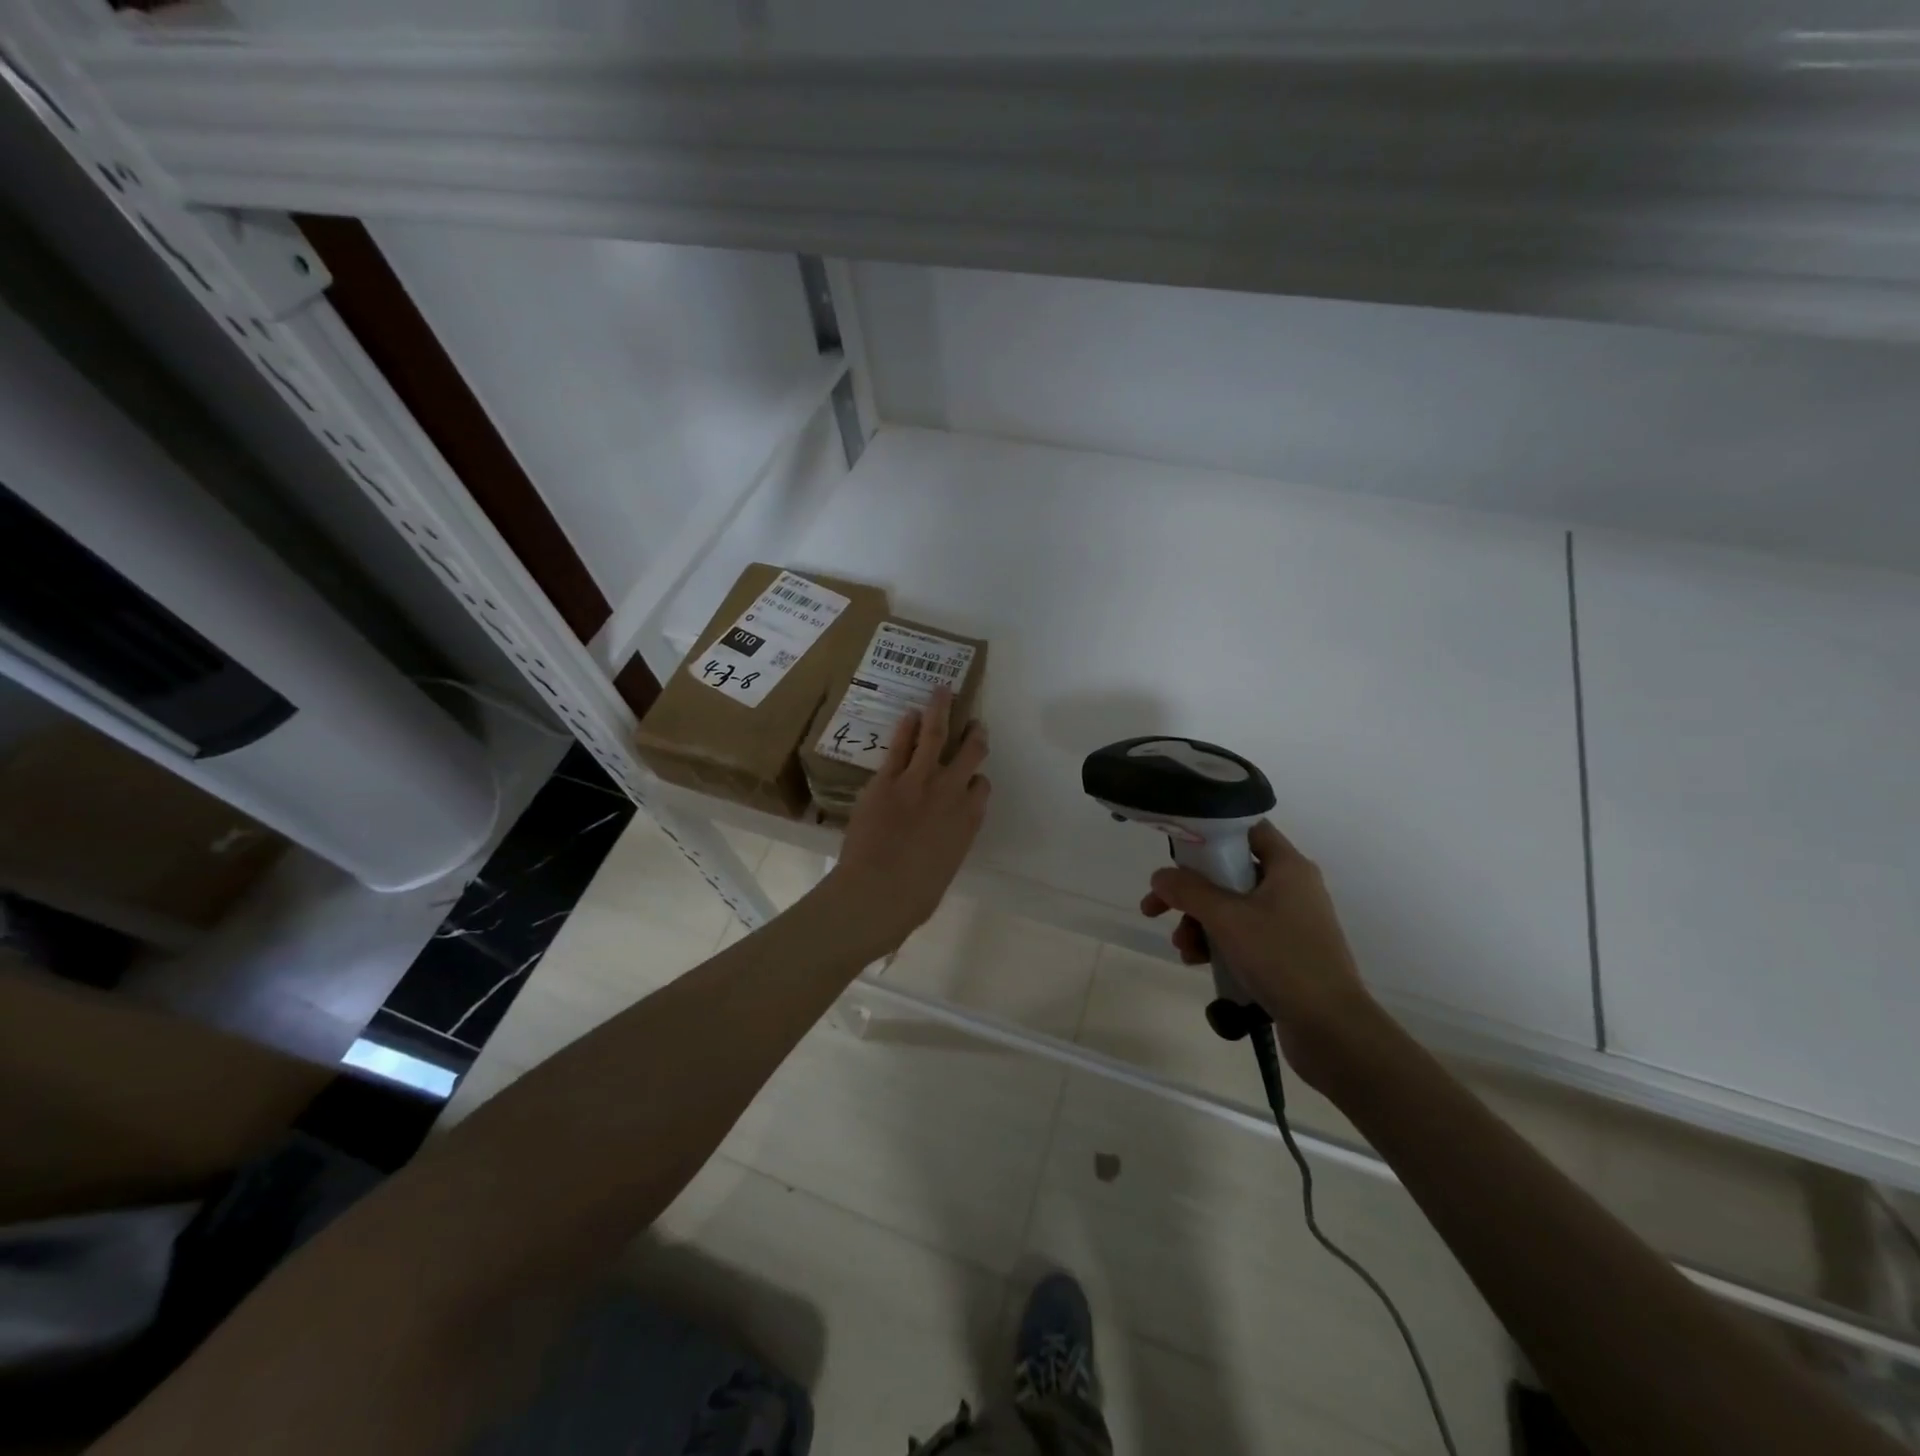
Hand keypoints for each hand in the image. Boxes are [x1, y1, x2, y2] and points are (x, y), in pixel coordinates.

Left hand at [826, 687, 990, 952]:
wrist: (877, 892)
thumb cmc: (915, 896)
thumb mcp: (945, 868)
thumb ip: (947, 844)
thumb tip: (937, 839)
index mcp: (969, 820)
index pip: (982, 787)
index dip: (977, 780)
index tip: (973, 779)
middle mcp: (951, 793)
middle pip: (970, 753)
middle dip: (974, 734)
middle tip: (975, 722)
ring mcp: (919, 781)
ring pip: (936, 735)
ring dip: (941, 709)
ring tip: (943, 690)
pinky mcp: (888, 779)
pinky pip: (902, 745)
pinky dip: (908, 727)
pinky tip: (910, 714)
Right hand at [1140, 820, 1384, 1088]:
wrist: (1331, 1028)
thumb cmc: (1281, 959)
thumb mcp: (1227, 918)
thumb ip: (1189, 891)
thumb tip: (1160, 876)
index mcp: (1288, 867)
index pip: (1247, 830)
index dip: (1211, 835)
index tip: (1177, 853)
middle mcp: (1291, 888)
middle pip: (1230, 873)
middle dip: (1191, 893)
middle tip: (1156, 908)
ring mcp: (1290, 922)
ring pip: (1232, 908)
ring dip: (1199, 923)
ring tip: (1183, 949)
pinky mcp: (1286, 953)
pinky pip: (1243, 936)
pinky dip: (1218, 943)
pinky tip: (1199, 962)